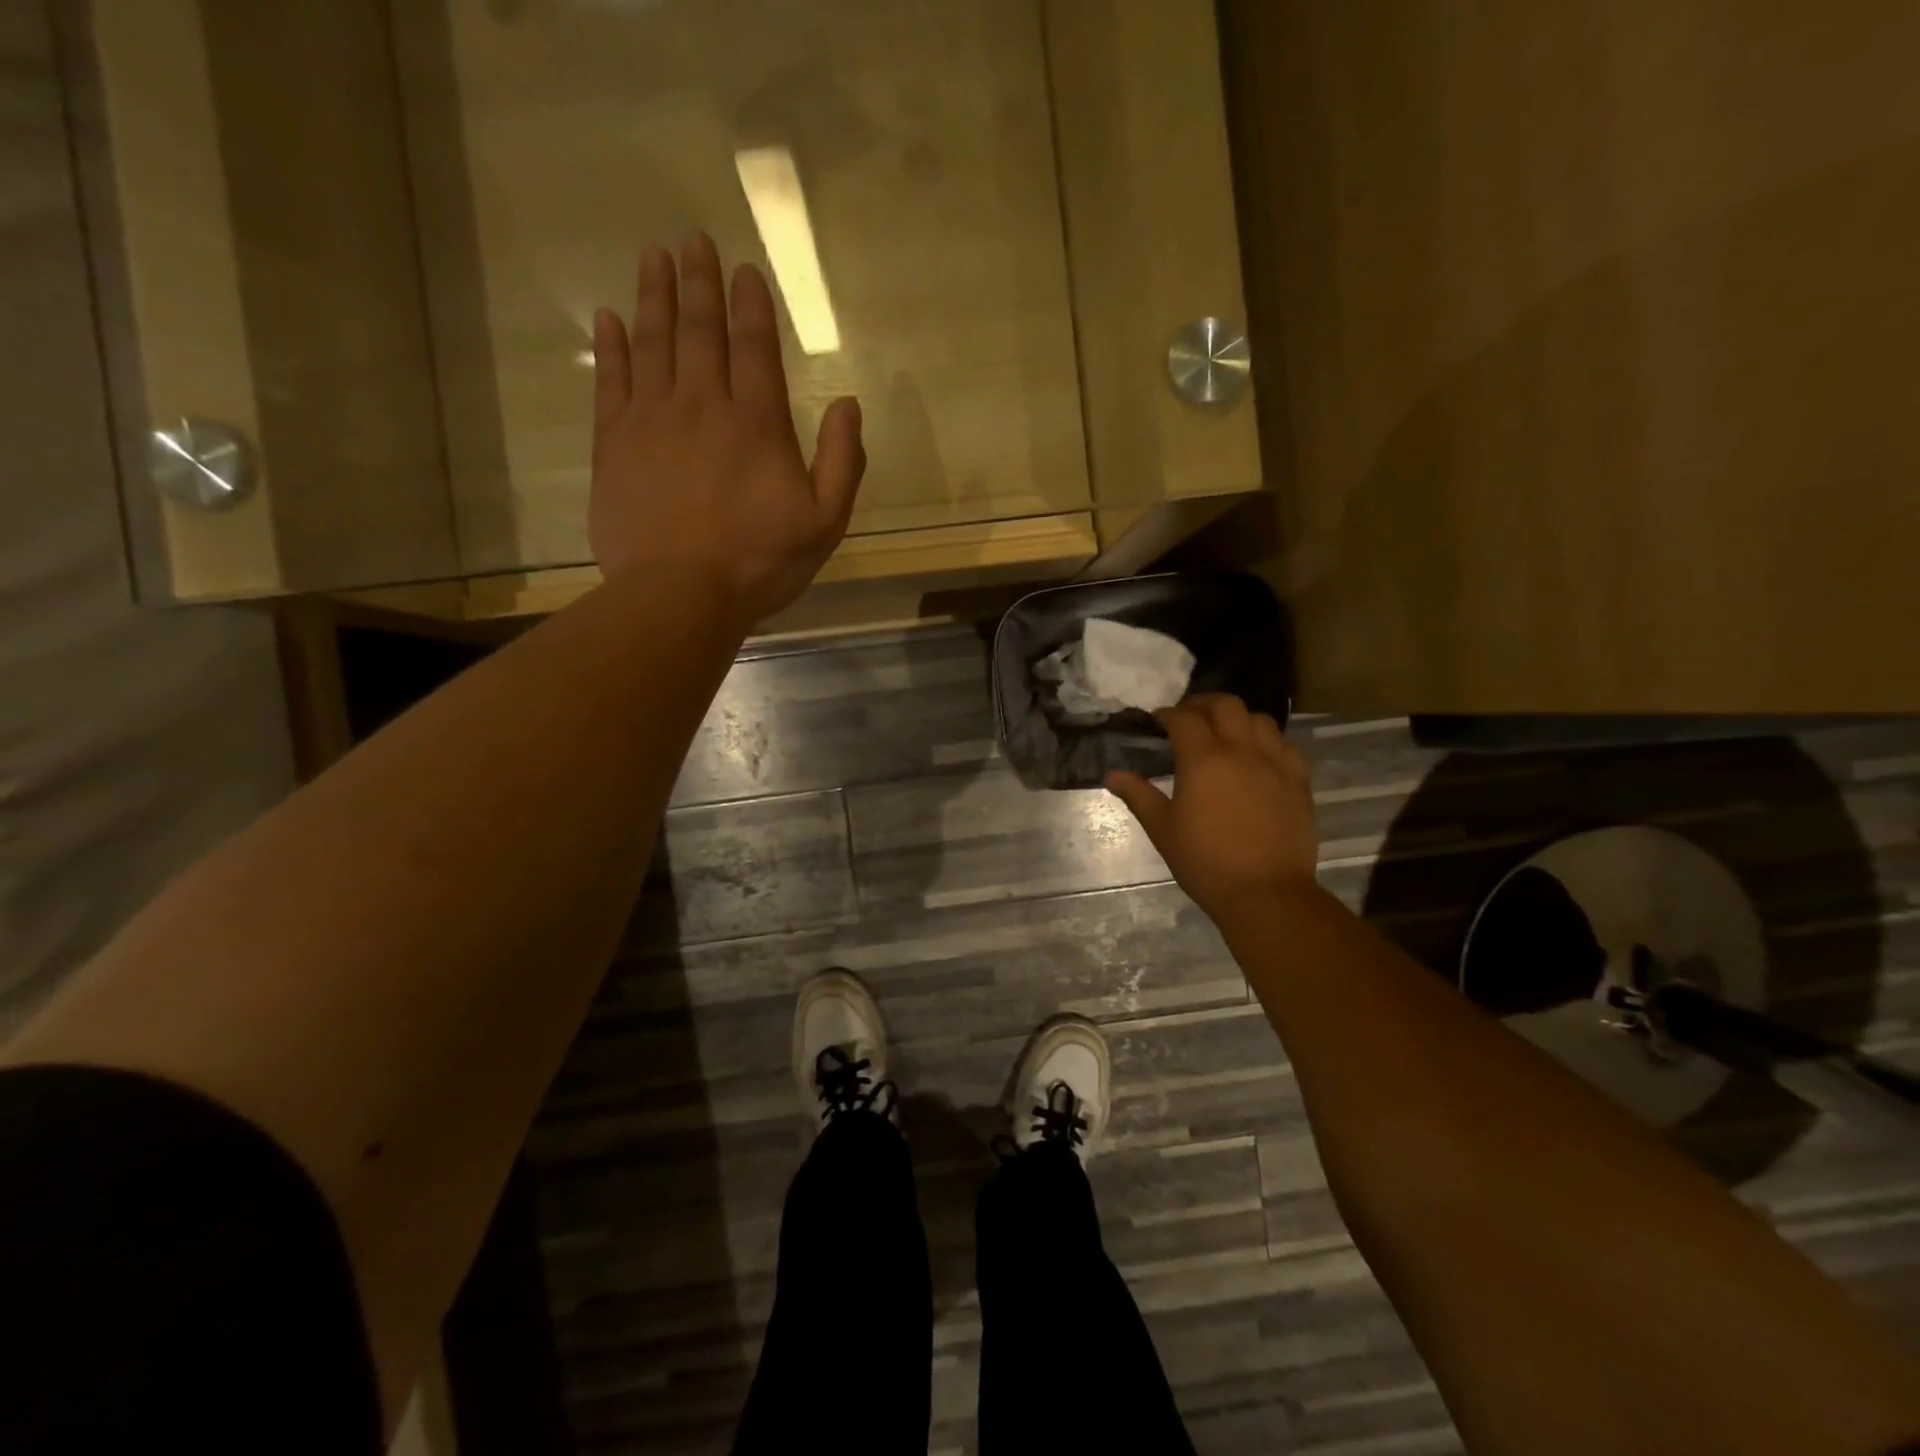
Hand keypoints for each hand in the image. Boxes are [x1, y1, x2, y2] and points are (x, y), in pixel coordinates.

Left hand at [587, 232, 866, 626]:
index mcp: (757, 423)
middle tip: (692, 239)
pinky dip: (611, 346)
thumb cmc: (759, 563)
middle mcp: (702, 404)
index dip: (750, 305)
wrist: (679, 594)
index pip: (754, 347)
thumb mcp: (824, 523)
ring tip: (654, 256)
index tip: (743, 268)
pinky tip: (609, 318)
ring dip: (654, 295)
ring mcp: (652, 420)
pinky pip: (610, 381)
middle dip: (698, 281)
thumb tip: (849, 405)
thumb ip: (843, 463)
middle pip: (699, 329)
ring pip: (653, 342)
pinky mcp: (613, 443)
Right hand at [1107, 694, 1319, 922]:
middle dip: (1203, 704)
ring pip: (1260, 719)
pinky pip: (1285, 745)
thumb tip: (1113, 775)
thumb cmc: (1205, 862)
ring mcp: (1275, 763)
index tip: (1158, 721)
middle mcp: (1241, 750)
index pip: (1184, 718)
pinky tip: (1258, 757)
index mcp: (1203, 760)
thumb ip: (1138, 796)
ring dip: (1238, 719)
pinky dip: (1267, 741)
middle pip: (1226, 705)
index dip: (1168, 714)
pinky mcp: (1299, 781)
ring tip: (1225, 734)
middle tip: (1189, 718)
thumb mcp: (1163, 829)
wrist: (1266, 893)